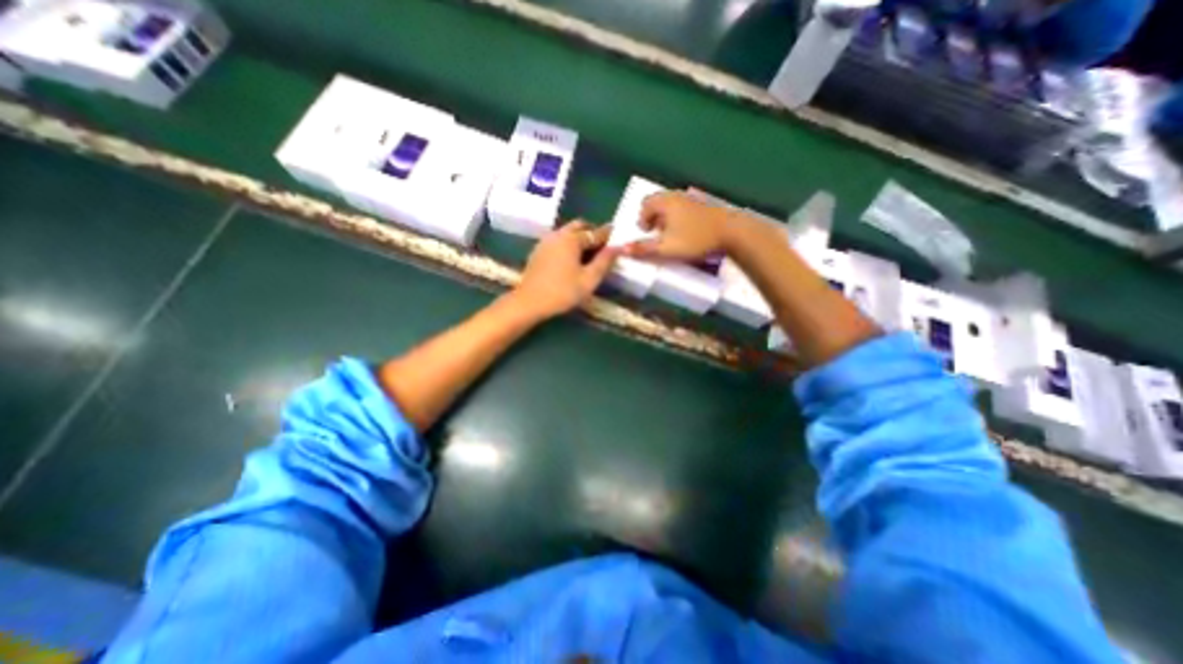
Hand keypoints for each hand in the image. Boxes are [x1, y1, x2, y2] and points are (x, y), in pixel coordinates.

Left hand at [510, 221, 620, 318]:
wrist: (529, 302)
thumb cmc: (562, 292)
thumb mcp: (589, 280)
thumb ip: (604, 261)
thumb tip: (618, 247)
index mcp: (572, 239)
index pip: (595, 232)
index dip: (608, 235)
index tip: (618, 236)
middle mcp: (558, 234)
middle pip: (579, 226)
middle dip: (592, 232)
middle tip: (602, 245)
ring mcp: (545, 241)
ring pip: (566, 232)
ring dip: (579, 237)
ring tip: (588, 253)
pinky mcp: (538, 251)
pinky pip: (557, 240)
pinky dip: (568, 243)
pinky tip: (571, 259)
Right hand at [623, 189, 735, 259]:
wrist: (732, 232)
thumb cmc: (695, 239)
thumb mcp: (666, 248)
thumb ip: (644, 249)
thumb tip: (621, 249)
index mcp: (666, 202)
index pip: (645, 204)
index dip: (641, 219)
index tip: (645, 233)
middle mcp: (677, 196)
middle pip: (658, 201)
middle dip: (653, 217)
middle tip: (656, 233)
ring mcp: (693, 198)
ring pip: (672, 204)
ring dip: (666, 217)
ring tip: (671, 234)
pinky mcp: (705, 204)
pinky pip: (685, 207)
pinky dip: (679, 216)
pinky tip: (687, 230)